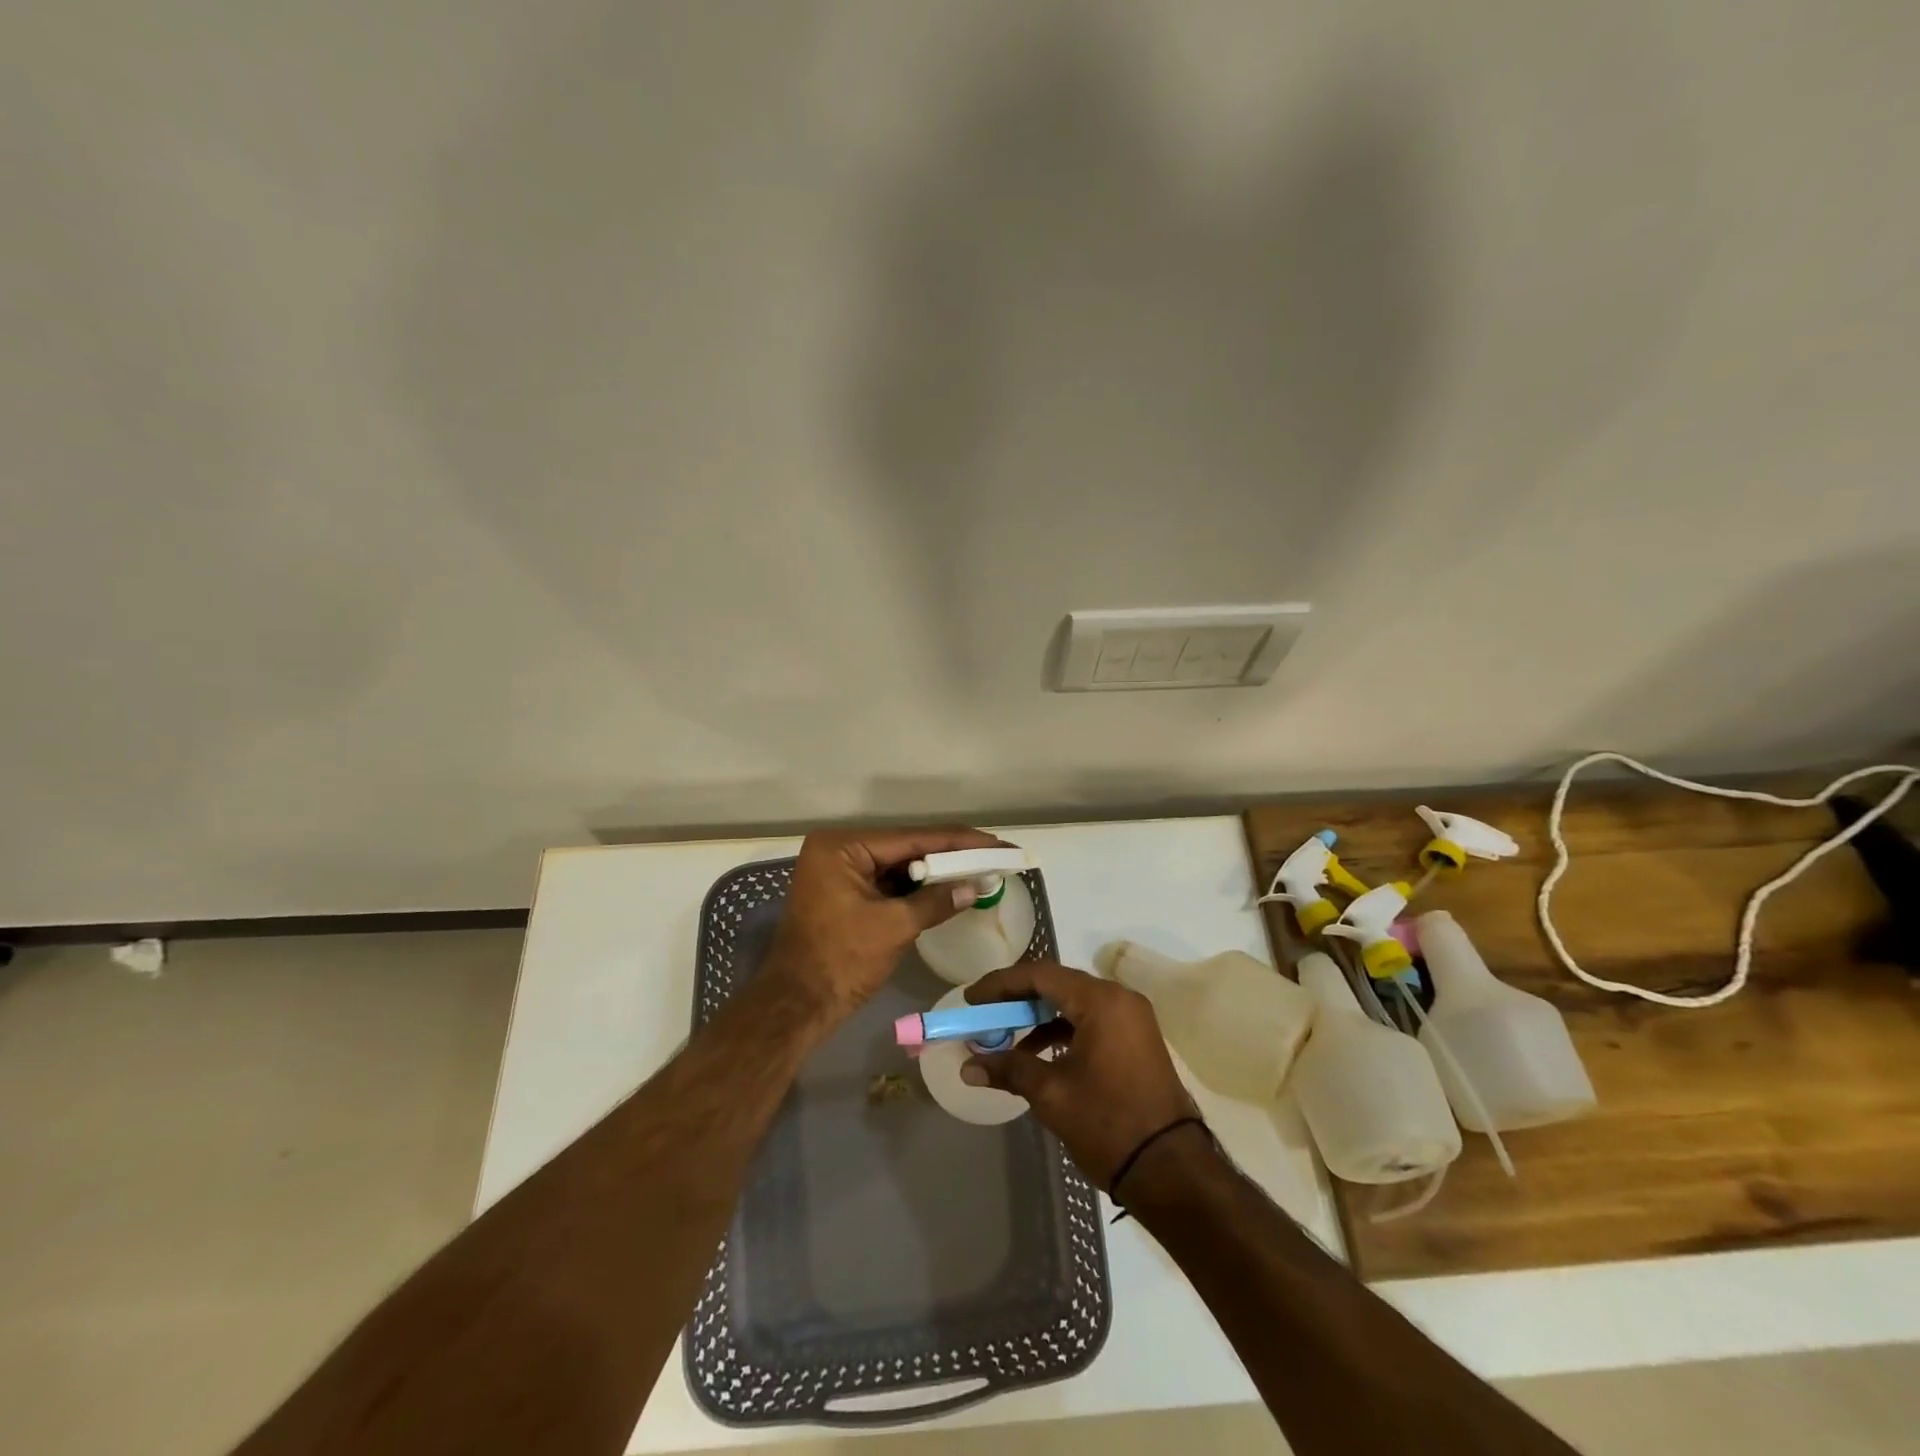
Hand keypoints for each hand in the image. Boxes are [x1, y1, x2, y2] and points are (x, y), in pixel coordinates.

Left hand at [763, 826, 1005, 1022]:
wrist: (795, 1007)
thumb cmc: (840, 961)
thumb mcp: (894, 927)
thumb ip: (936, 901)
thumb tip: (974, 887)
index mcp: (842, 847)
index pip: (912, 838)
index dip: (958, 842)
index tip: (996, 843)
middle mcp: (838, 850)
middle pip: (905, 849)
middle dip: (949, 856)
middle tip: (993, 856)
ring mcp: (838, 872)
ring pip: (898, 867)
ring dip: (935, 873)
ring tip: (979, 870)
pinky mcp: (843, 894)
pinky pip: (886, 884)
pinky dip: (915, 890)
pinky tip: (948, 889)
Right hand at [962, 960, 1198, 1188]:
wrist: (1171, 1170)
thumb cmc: (1108, 1124)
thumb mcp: (1051, 1095)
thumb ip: (1009, 1069)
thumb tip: (968, 1067)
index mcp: (1101, 1001)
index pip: (1040, 975)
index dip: (1000, 984)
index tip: (971, 1000)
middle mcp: (1119, 999)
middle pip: (1057, 984)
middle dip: (1017, 1000)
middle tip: (985, 1016)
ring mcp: (1132, 1019)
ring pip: (1074, 1003)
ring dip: (1038, 1018)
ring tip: (1005, 1040)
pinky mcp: (1136, 1040)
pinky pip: (1091, 1021)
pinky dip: (1061, 1032)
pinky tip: (1038, 1056)